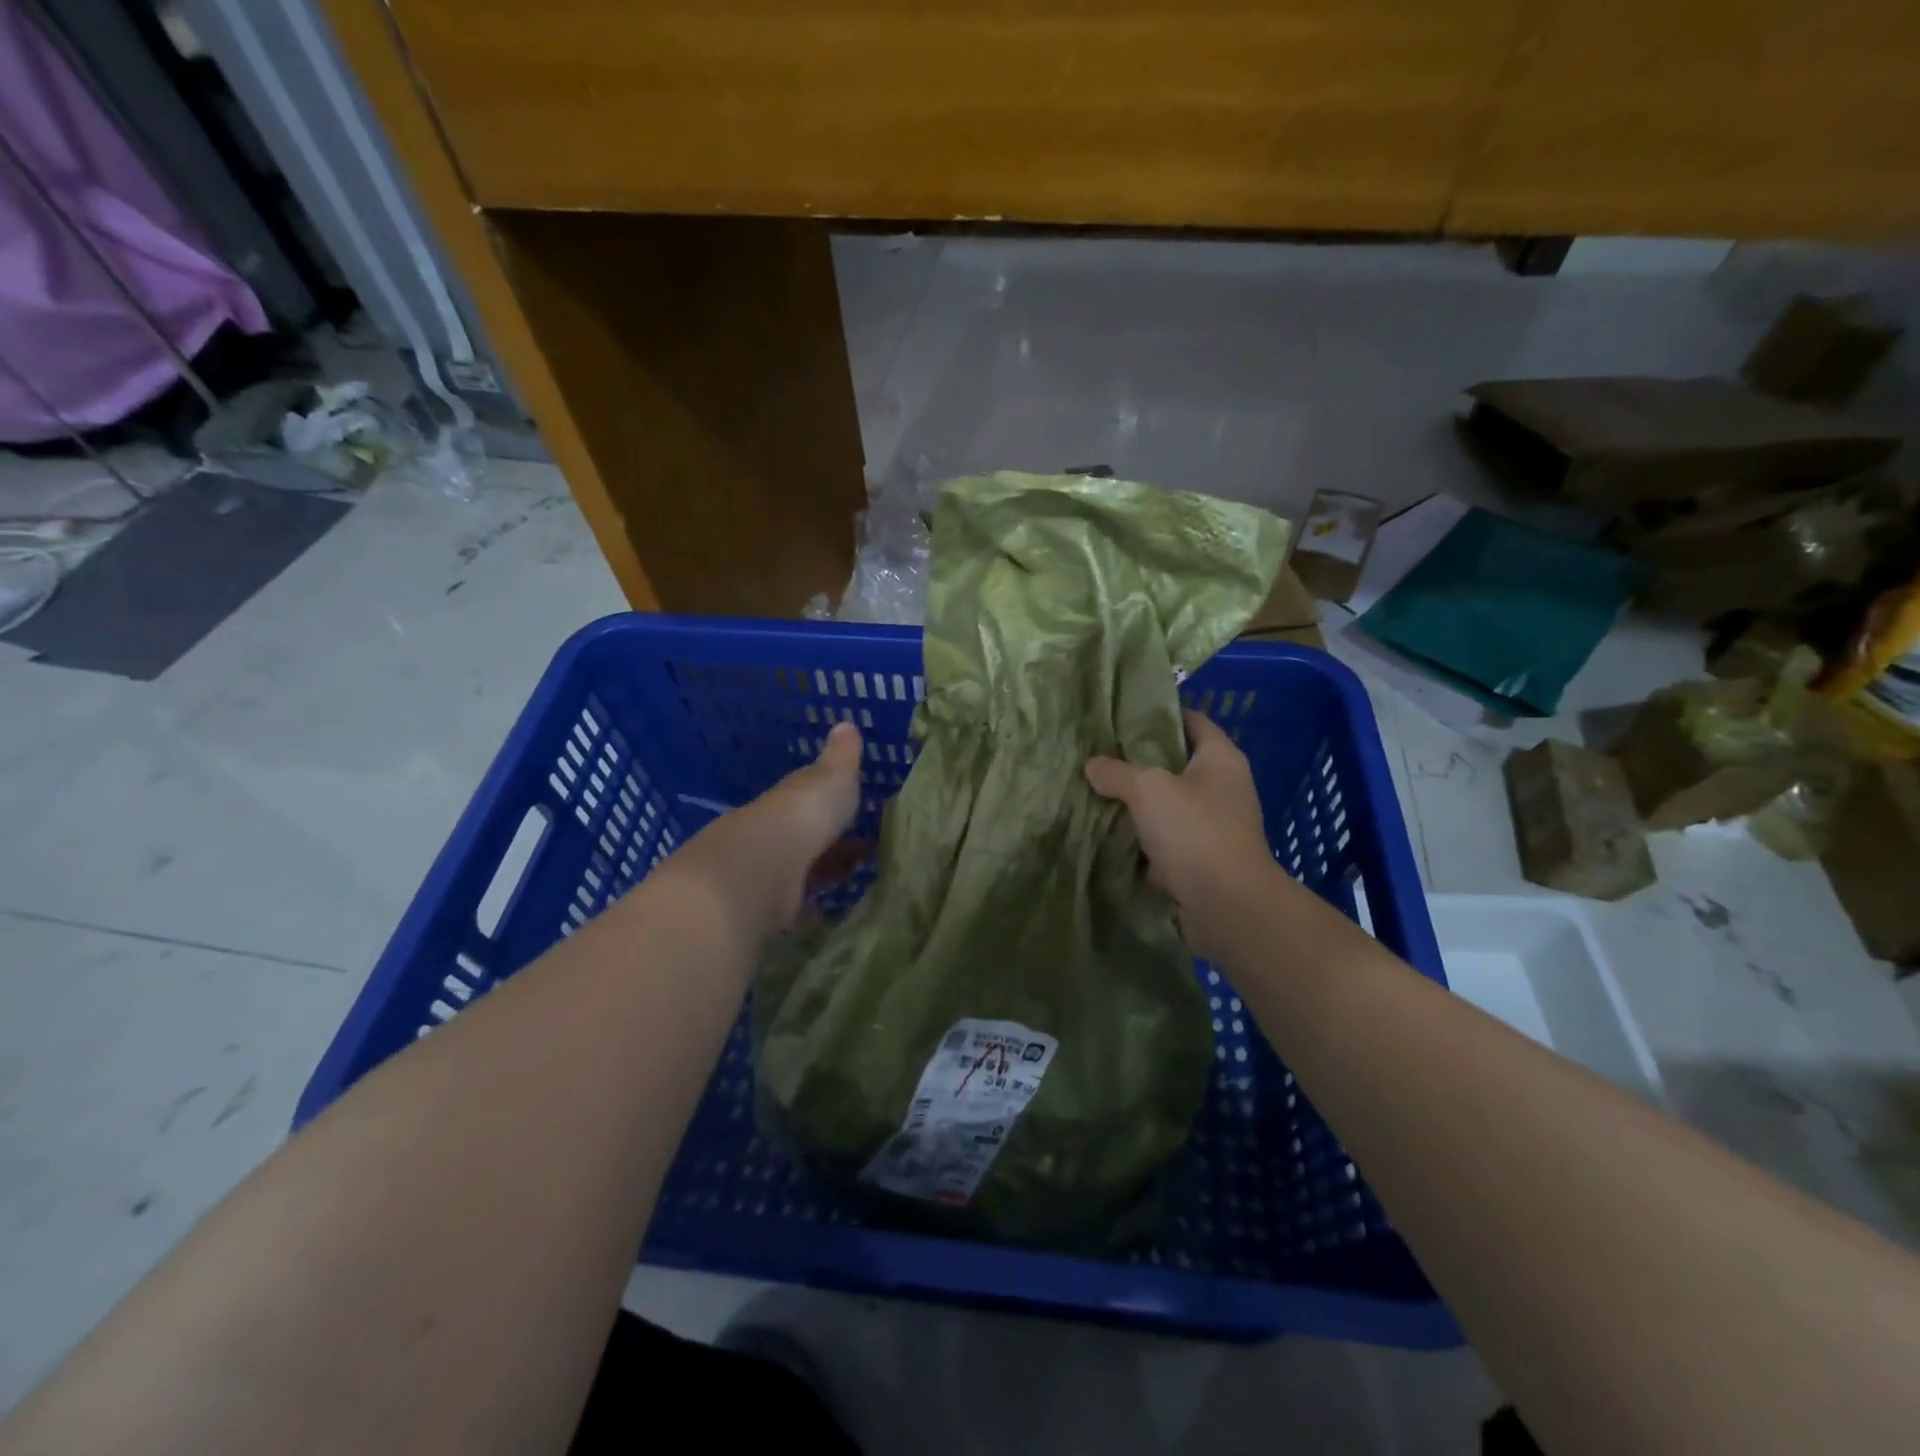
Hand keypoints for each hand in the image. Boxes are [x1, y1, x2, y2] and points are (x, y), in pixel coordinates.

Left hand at [663, 720, 864, 937]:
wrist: (759, 870)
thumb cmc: (801, 816)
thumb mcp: (832, 778)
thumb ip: (841, 757)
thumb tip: (845, 723)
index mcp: (790, 799)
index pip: (811, 796)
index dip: (833, 800)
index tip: (859, 806)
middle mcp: (776, 833)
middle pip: (807, 835)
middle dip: (833, 840)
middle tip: (868, 848)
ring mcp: (770, 871)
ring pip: (803, 869)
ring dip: (825, 873)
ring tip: (858, 877)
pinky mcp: (770, 908)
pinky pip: (797, 906)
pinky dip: (813, 908)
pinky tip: (832, 911)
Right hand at [1086, 710, 1279, 961]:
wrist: (1227, 906)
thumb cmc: (1194, 831)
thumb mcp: (1147, 790)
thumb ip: (1117, 772)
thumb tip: (1093, 765)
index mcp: (1221, 759)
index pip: (1192, 720)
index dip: (1160, 714)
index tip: (1123, 715)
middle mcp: (1224, 788)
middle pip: (1176, 764)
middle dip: (1139, 762)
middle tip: (1100, 756)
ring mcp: (1215, 826)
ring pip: (1168, 805)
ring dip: (1138, 805)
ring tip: (1098, 794)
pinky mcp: (1204, 860)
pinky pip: (1167, 841)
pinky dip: (1143, 841)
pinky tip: (1110, 837)